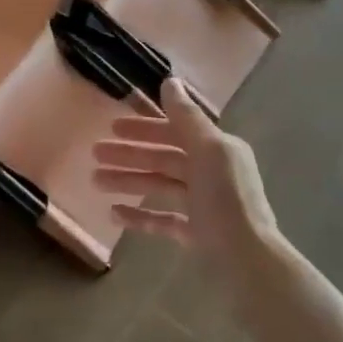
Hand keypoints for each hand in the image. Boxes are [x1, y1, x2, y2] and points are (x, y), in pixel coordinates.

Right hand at [91, 78, 279, 273]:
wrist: (248, 260)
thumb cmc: (227, 200)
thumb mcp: (208, 151)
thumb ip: (187, 117)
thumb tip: (170, 81)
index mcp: (218, 150)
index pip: (176, 131)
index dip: (145, 127)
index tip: (113, 126)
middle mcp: (213, 173)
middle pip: (164, 158)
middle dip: (130, 154)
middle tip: (95, 153)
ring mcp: (204, 205)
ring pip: (160, 186)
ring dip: (128, 180)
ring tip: (95, 181)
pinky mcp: (197, 234)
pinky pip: (163, 219)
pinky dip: (140, 215)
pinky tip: (114, 214)